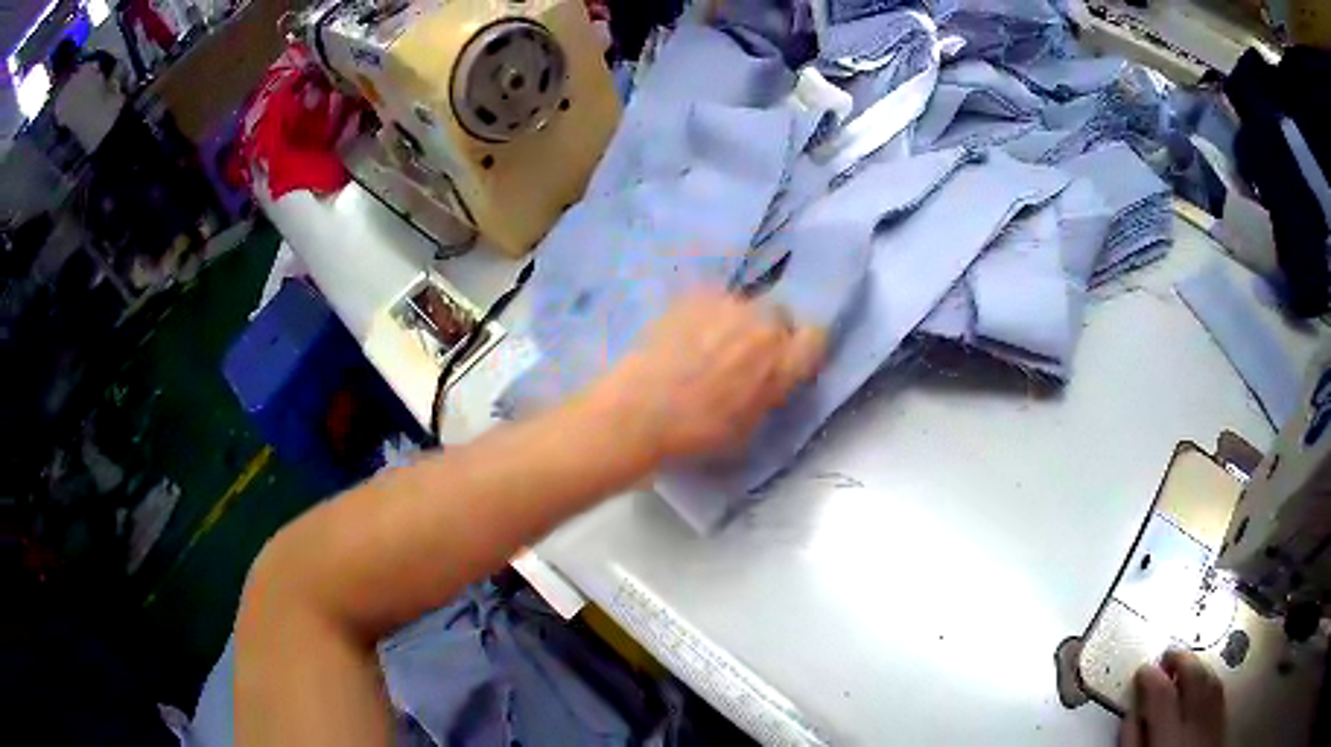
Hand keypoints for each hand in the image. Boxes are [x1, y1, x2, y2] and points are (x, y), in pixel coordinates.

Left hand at [589, 290, 825, 462]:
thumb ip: (770, 396)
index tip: (787, 363)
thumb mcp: (749, 429)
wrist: (639, 412)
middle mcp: (762, 326)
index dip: (802, 350)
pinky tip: (684, 335)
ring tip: (706, 345)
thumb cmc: (695, 434)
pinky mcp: (693, 296)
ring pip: (744, 306)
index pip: (816, 337)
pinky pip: (712, 300)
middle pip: (781, 316)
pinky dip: (705, 315)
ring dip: (735, 323)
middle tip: (744, 356)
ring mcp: (726, 305)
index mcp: (781, 363)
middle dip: (769, 333)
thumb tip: (771, 383)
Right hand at [1120, 650, 1225, 746]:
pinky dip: (1213, 685)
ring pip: (1212, 683)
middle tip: (1170, 656)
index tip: (1144, 671)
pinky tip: (1207, 688)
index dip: (1150, 677)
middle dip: (1182, 662)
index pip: (1160, 693)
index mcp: (1169, 735)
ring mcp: (1214, 723)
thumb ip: (1134, 743)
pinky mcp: (1223, 726)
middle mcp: (1197, 722)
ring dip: (1200, 670)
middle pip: (1194, 677)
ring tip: (1189, 667)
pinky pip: (1220, 696)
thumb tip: (1131, 719)